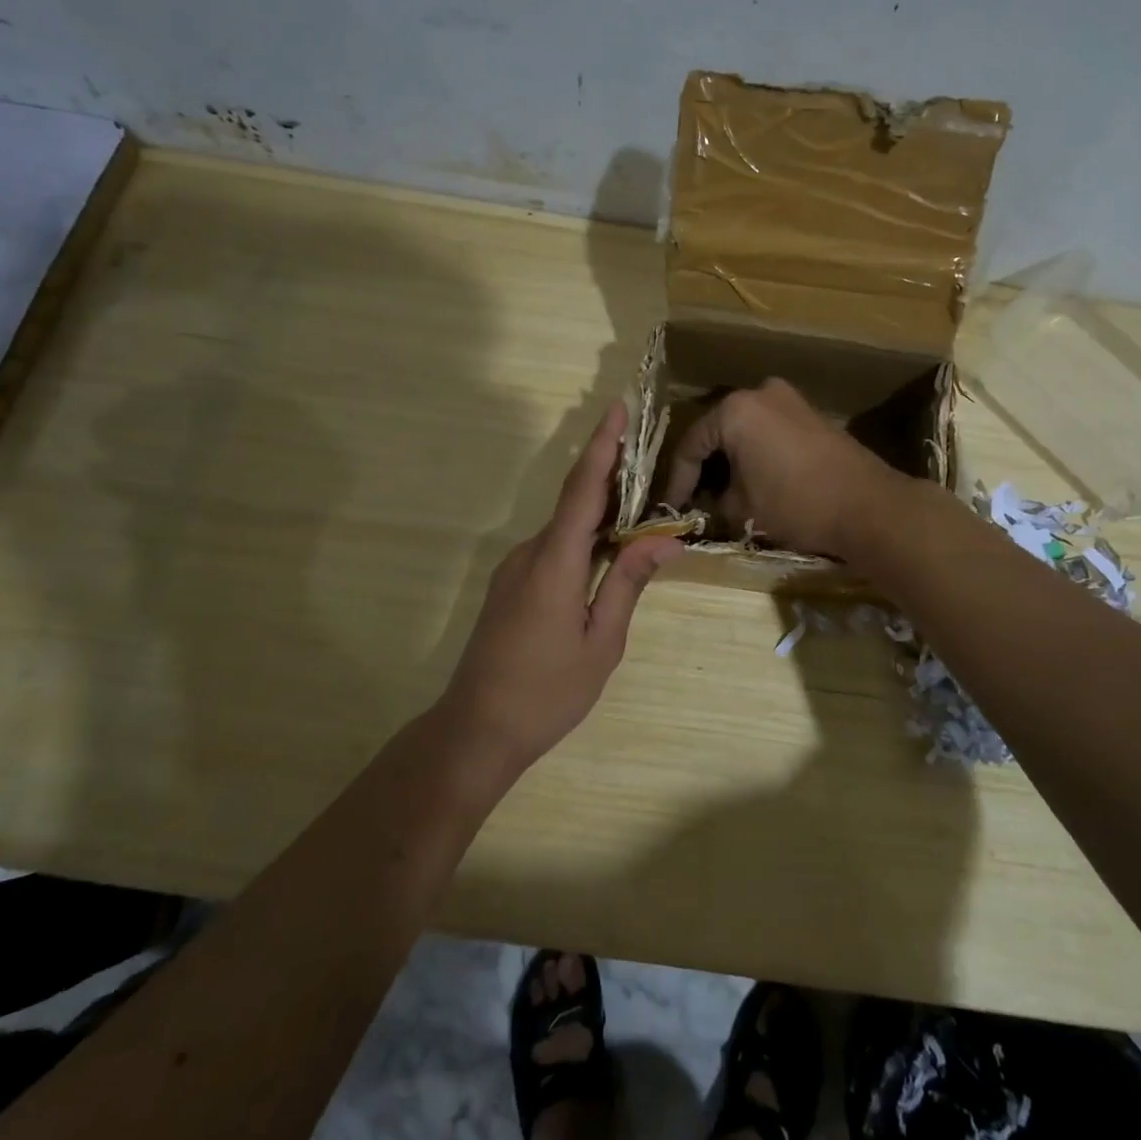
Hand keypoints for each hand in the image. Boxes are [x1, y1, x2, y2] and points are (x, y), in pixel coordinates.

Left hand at [441, 402, 680, 770]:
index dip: (601, 447)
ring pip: (564, 528)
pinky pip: (553, 549)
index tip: (616, 409)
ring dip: (599, 513)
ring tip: (640, 510)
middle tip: (647, 457)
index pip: (582, 491)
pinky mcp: (511, 586)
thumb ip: (629, 584)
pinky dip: (583, 539)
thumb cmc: (547, 692)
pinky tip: (607, 552)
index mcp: (555, 564)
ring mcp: (515, 570)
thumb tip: (664, 540)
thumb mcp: (602, 642)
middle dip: (609, 475)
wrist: (476, 730)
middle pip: (574, 503)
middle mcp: (530, 554)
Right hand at [662, 378, 902, 557]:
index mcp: (736, 410)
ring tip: (724, 494)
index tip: (673, 507)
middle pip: (719, 431)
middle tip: (695, 498)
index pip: (692, 444)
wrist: (868, 507)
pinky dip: (758, 454)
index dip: (679, 480)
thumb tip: (715, 502)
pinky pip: (771, 433)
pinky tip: (755, 481)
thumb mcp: (744, 508)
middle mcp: (761, 393)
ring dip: (733, 460)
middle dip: (706, 467)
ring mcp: (792, 401)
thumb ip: (718, 500)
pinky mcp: (814, 417)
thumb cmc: (796, 503)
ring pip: (746, 431)